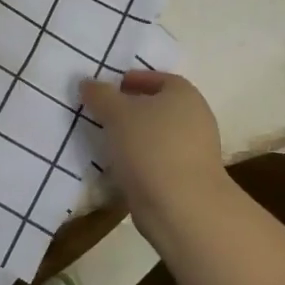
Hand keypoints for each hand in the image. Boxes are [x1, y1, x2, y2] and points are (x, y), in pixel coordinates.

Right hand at [80, 71, 225, 220]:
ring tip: (106, 142)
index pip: (157, 78)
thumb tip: (87, 83)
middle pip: (159, 107)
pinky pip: (160, 161)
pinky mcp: (189, 179)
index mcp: (184, 94)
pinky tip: (121, 168)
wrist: (182, 207)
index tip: (108, 90)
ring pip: (158, 135)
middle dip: (131, 110)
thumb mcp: (116, 113)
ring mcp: (196, 151)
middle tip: (102, 114)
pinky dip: (141, 161)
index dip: (132, 80)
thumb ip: (100, 94)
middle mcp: (196, 118)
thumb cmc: (150, 147)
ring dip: (135, 137)